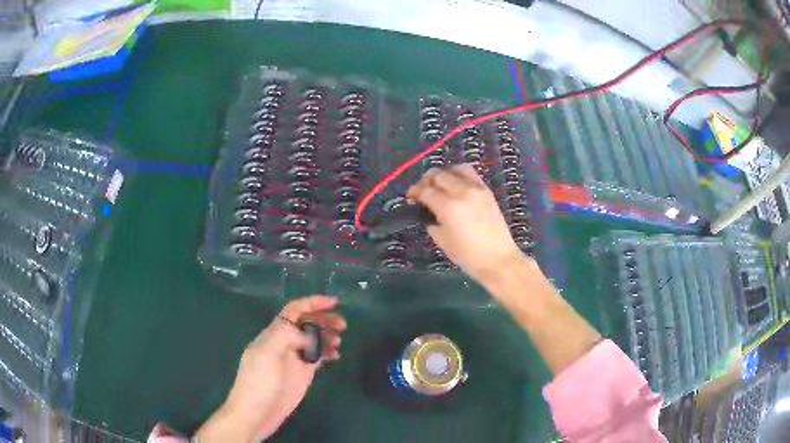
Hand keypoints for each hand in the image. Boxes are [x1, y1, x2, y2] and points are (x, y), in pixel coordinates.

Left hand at [196, 296, 345, 441]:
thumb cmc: (258, 382)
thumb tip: (308, 332)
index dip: (312, 302)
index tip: (334, 302)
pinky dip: (328, 352)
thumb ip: (285, 336)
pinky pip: (317, 356)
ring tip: (339, 340)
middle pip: (306, 323)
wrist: (256, 413)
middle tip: (342, 325)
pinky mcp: (302, 373)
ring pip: (313, 339)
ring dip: (327, 335)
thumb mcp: (267, 355)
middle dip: (323, 319)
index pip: (294, 311)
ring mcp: (294, 359)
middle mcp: (285, 342)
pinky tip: (337, 355)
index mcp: (274, 334)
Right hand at [407, 164, 526, 283]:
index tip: (410, 198)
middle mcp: (461, 191)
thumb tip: (426, 210)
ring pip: (455, 168)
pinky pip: (469, 173)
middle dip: (426, 181)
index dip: (414, 192)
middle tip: (422, 192)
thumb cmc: (467, 254)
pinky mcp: (486, 190)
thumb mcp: (441, 239)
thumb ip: (431, 220)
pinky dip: (458, 175)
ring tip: (440, 185)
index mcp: (448, 206)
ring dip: (443, 174)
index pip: (425, 190)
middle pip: (438, 174)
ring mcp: (476, 188)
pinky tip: (455, 186)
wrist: (497, 258)